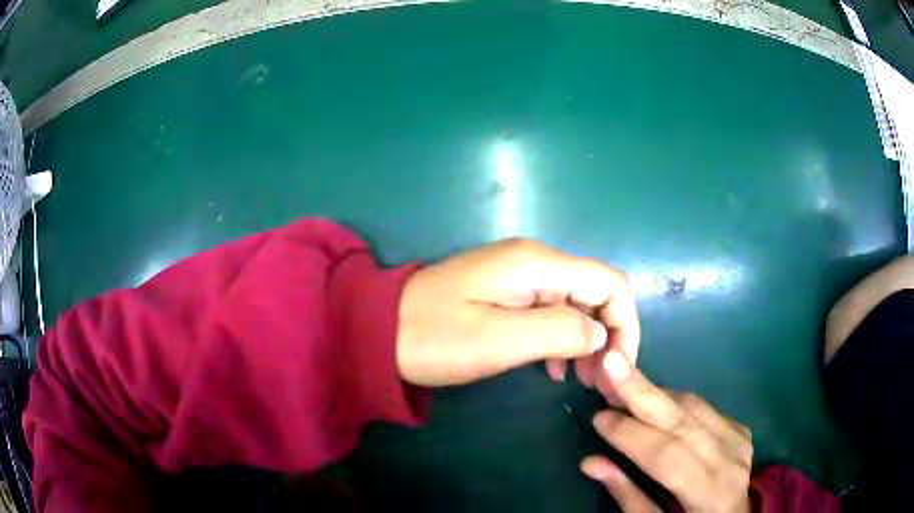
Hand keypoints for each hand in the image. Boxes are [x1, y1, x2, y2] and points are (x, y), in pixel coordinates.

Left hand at [396, 239, 639, 386]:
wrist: (378, 330)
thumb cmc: (434, 337)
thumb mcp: (498, 339)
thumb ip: (559, 332)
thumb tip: (599, 334)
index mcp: (538, 264)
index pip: (609, 283)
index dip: (625, 323)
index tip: (619, 367)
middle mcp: (535, 261)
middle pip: (596, 291)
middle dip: (608, 334)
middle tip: (601, 381)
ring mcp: (519, 276)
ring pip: (575, 304)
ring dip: (587, 339)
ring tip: (583, 379)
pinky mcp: (505, 293)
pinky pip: (550, 312)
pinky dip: (562, 339)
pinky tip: (554, 368)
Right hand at [581, 351, 751, 512]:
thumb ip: (628, 495)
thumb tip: (590, 462)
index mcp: (708, 493)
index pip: (666, 455)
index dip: (630, 435)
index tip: (598, 417)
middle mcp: (728, 460)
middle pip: (682, 420)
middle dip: (642, 391)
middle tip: (611, 363)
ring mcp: (738, 441)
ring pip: (693, 407)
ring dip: (655, 392)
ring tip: (622, 380)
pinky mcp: (740, 430)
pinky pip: (703, 408)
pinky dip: (674, 402)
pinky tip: (653, 399)